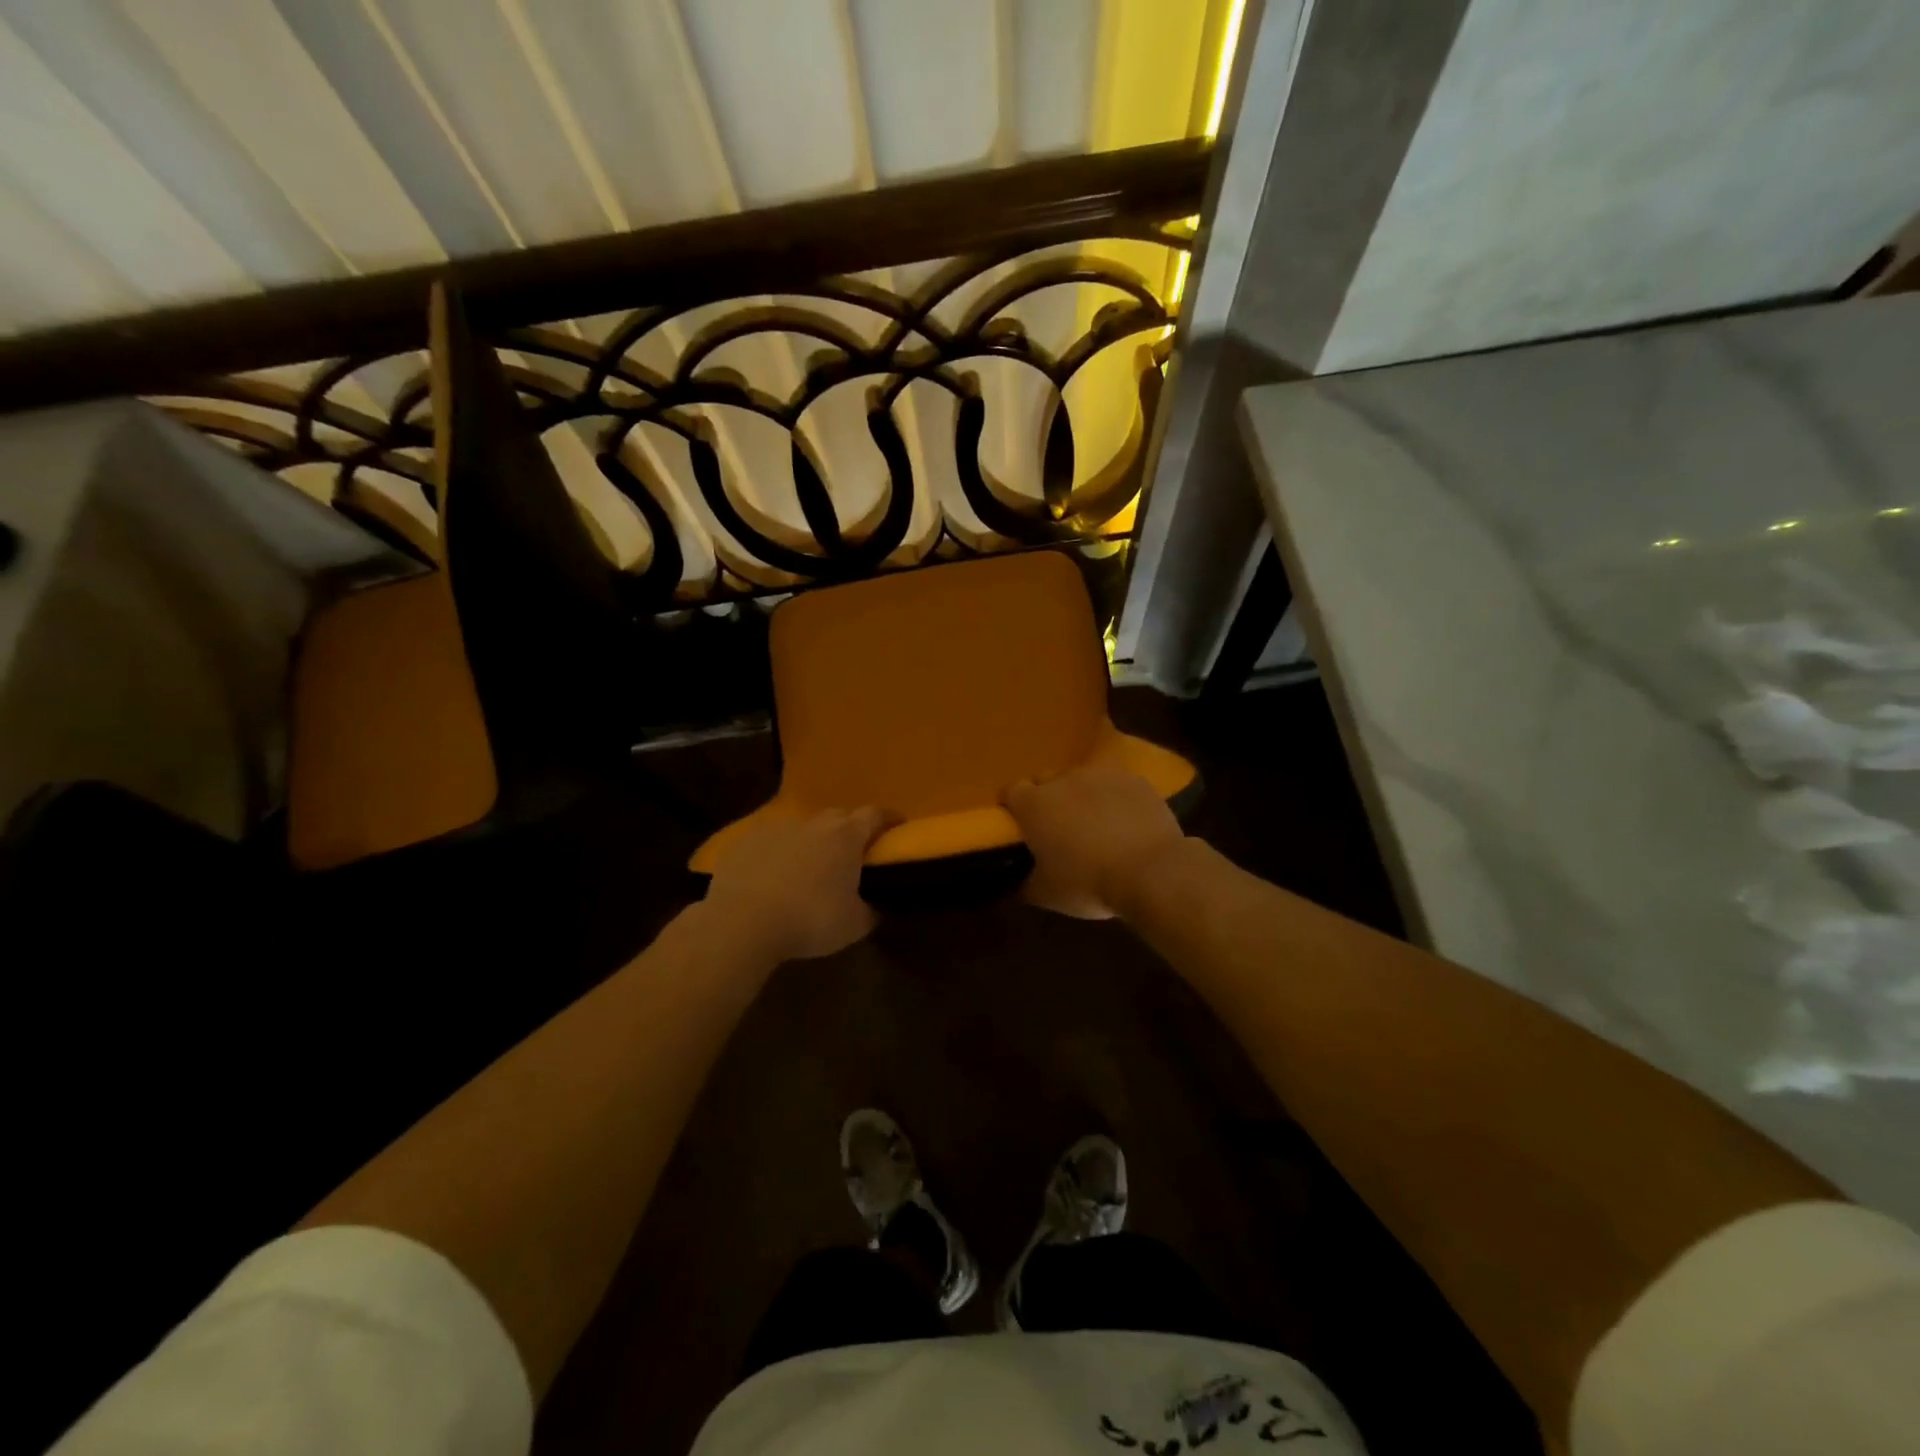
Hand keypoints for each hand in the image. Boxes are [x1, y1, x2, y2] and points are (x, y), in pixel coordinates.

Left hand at [703, 808, 891, 961]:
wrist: (741, 922)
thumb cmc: (809, 920)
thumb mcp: (854, 925)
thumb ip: (871, 910)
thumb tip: (878, 905)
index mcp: (846, 836)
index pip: (875, 815)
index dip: (888, 819)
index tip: (896, 827)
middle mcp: (814, 823)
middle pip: (839, 817)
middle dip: (848, 831)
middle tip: (851, 855)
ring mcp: (777, 828)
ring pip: (803, 828)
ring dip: (810, 842)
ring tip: (808, 869)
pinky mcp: (746, 840)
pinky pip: (771, 841)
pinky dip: (778, 853)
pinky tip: (772, 876)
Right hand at [1005, 766, 1185, 918]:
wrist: (1152, 872)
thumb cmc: (1089, 883)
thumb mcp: (1047, 894)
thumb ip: (1026, 882)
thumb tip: (1019, 881)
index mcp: (1034, 805)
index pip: (1011, 792)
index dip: (1013, 807)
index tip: (1020, 825)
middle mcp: (1063, 779)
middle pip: (1046, 780)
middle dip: (1047, 798)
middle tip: (1058, 827)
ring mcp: (1101, 775)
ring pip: (1082, 779)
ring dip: (1082, 795)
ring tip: (1095, 823)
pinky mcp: (1134, 780)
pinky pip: (1116, 784)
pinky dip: (1115, 798)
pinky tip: (1125, 821)